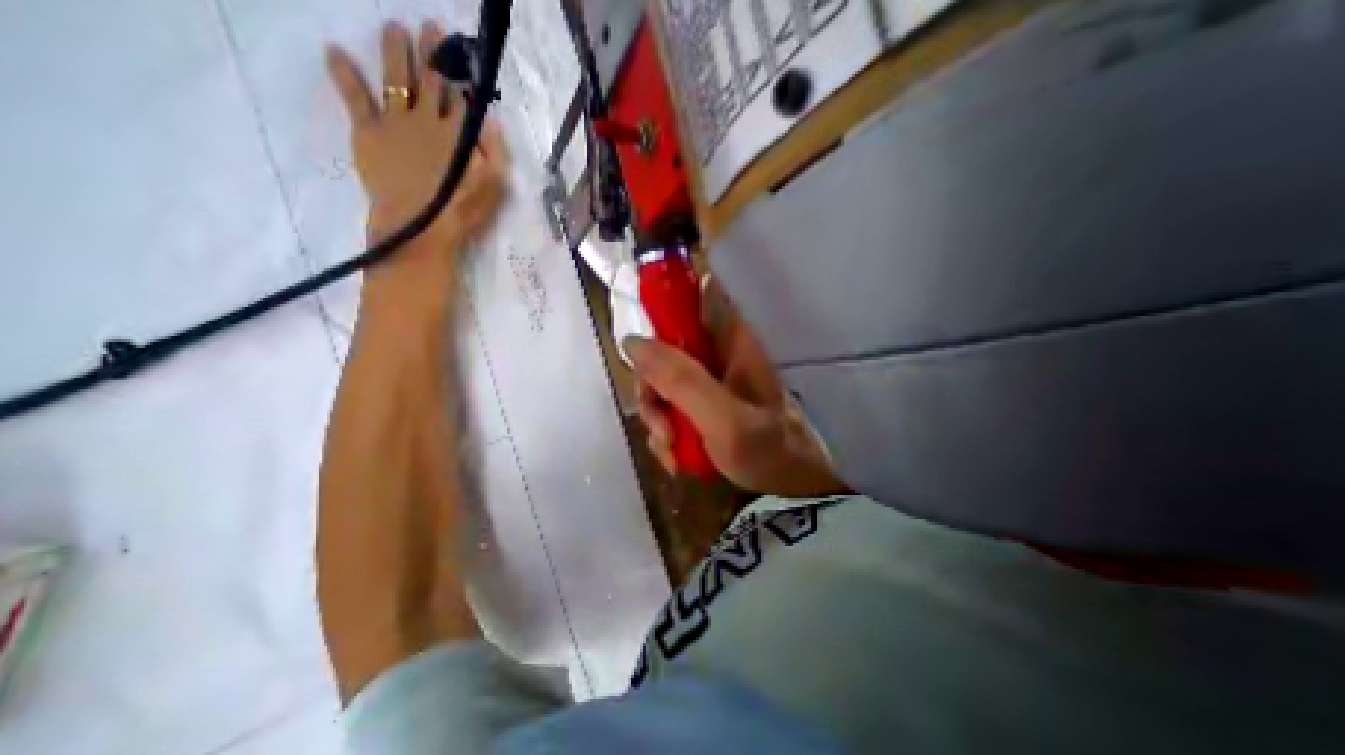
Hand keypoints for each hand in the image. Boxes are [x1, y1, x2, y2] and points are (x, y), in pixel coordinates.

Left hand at [327, 23, 511, 280]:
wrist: (419, 226)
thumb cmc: (461, 209)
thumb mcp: (494, 186)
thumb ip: (495, 151)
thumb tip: (490, 117)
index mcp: (459, 133)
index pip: (461, 95)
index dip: (462, 72)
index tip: (462, 51)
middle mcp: (428, 119)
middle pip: (431, 79)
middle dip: (433, 51)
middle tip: (431, 26)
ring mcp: (396, 122)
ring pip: (397, 79)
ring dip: (396, 51)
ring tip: (394, 27)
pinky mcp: (368, 131)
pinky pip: (355, 96)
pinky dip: (344, 73)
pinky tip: (335, 51)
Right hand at [621, 279, 843, 499]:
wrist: (788, 488)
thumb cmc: (769, 451)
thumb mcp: (725, 420)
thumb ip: (682, 381)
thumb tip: (633, 342)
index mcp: (731, 340)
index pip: (694, 296)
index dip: (662, 304)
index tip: (641, 345)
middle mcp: (717, 353)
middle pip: (664, 347)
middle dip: (651, 387)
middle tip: (661, 425)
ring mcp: (708, 380)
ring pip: (661, 380)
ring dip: (657, 417)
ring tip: (672, 449)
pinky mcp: (702, 404)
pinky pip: (669, 406)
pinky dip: (665, 432)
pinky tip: (676, 457)